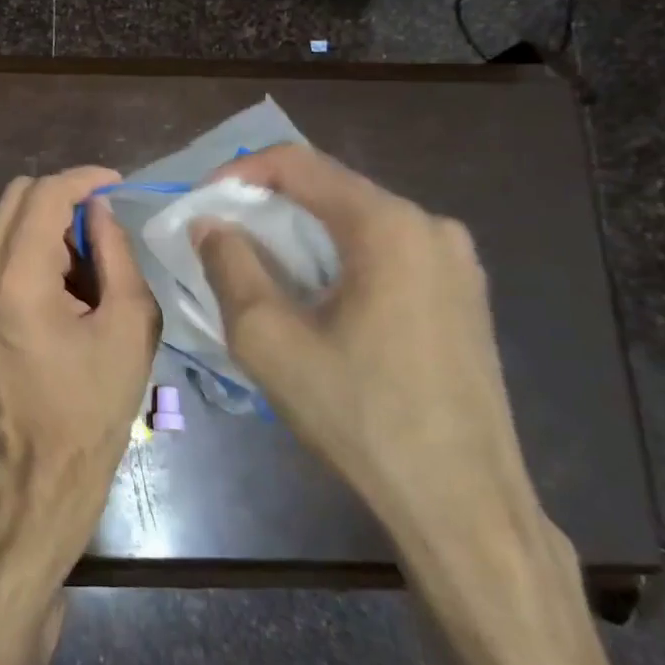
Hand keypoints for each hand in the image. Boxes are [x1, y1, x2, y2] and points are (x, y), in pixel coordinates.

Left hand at [0, 167, 160, 539]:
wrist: (42, 463)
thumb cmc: (95, 402)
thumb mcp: (128, 323)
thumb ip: (115, 252)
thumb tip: (100, 208)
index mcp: (18, 281)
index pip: (43, 195)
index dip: (83, 179)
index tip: (116, 185)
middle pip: (16, 196)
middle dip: (62, 195)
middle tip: (102, 223)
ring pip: (3, 219)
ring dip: (45, 220)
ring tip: (85, 257)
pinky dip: (29, 243)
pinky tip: (60, 276)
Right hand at [191, 145, 548, 556]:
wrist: (460, 500)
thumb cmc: (357, 413)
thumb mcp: (267, 338)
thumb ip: (229, 266)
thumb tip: (210, 224)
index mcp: (388, 226)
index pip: (298, 164)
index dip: (238, 173)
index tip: (201, 203)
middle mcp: (431, 227)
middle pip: (330, 189)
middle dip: (267, 206)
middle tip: (220, 238)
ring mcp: (457, 262)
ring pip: (357, 222)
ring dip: (301, 235)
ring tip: (260, 269)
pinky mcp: (463, 296)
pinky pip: (386, 252)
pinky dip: (337, 259)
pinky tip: (315, 299)